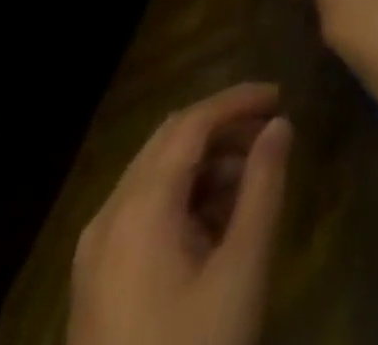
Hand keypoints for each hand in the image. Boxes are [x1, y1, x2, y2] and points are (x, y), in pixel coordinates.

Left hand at [69, 84, 291, 344]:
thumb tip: (280, 125)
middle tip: (272, 130)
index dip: (238, 100)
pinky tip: (219, 220)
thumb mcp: (243, 266)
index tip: (281, 96)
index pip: (191, 123)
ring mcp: (95, 252)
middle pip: (170, 141)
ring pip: (156, 174)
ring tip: (254, 178)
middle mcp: (108, 218)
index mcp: (139, 208)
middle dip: (224, 127)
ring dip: (207, 162)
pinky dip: (185, 195)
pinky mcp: (97, 281)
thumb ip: (264, 185)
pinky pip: (143, 210)